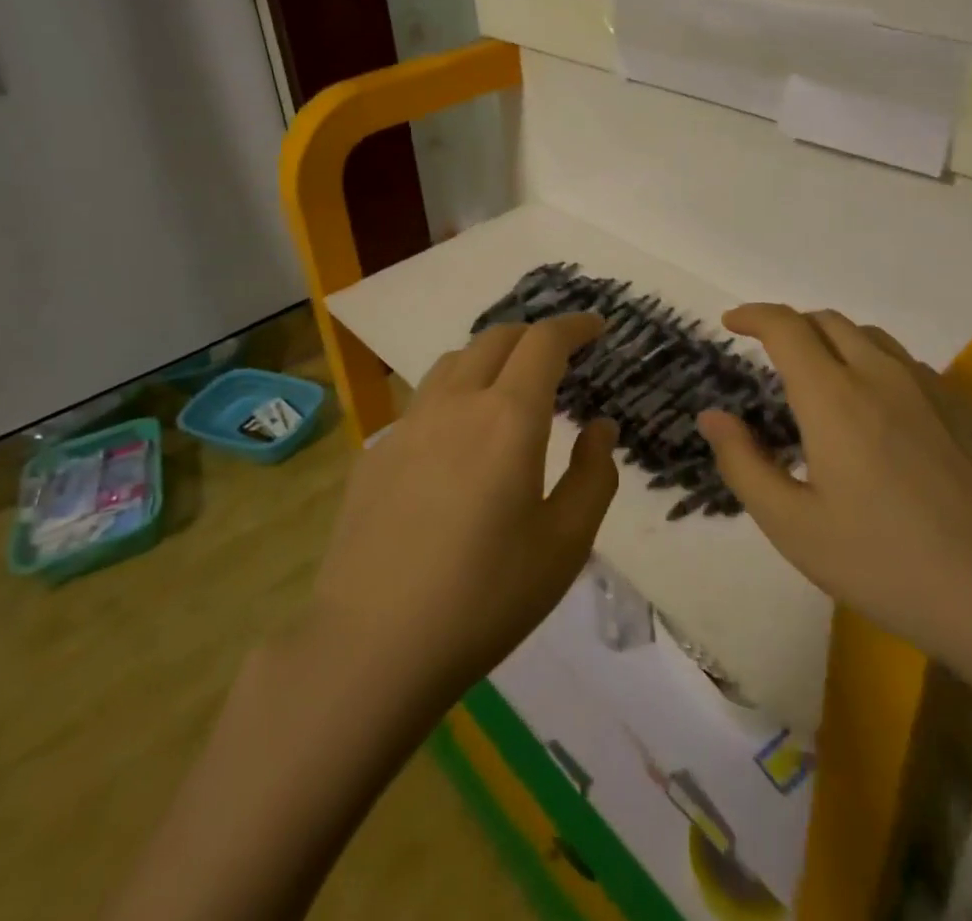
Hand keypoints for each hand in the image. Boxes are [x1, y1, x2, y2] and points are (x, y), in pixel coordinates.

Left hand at [310, 313, 617, 703]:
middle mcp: (456, 403)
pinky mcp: (376, 452)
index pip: (544, 342)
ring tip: (508, 387)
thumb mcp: (565, 545)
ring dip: (490, 358)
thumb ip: (594, 476)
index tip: (596, 327)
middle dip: (534, 336)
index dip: (574, 325)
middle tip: (559, 358)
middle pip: (497, 338)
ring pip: (454, 362)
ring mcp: (408, 424)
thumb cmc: (485, 597)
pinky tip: (456, 441)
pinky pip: (423, 401)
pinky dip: (454, 396)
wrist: (372, 646)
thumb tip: (600, 428)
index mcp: (508, 417)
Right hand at [697, 304, 971, 681]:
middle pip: (828, 321)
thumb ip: (743, 464)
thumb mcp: (793, 527)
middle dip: (791, 326)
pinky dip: (878, 367)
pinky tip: (883, 413)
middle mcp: (882, 375)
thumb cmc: (886, 565)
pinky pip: (911, 365)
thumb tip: (712, 417)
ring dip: (835, 342)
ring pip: (873, 338)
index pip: (786, 327)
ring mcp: (933, 388)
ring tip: (824, 379)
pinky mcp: (970, 409)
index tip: (732, 323)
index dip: (753, 315)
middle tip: (772, 355)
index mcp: (834, 397)